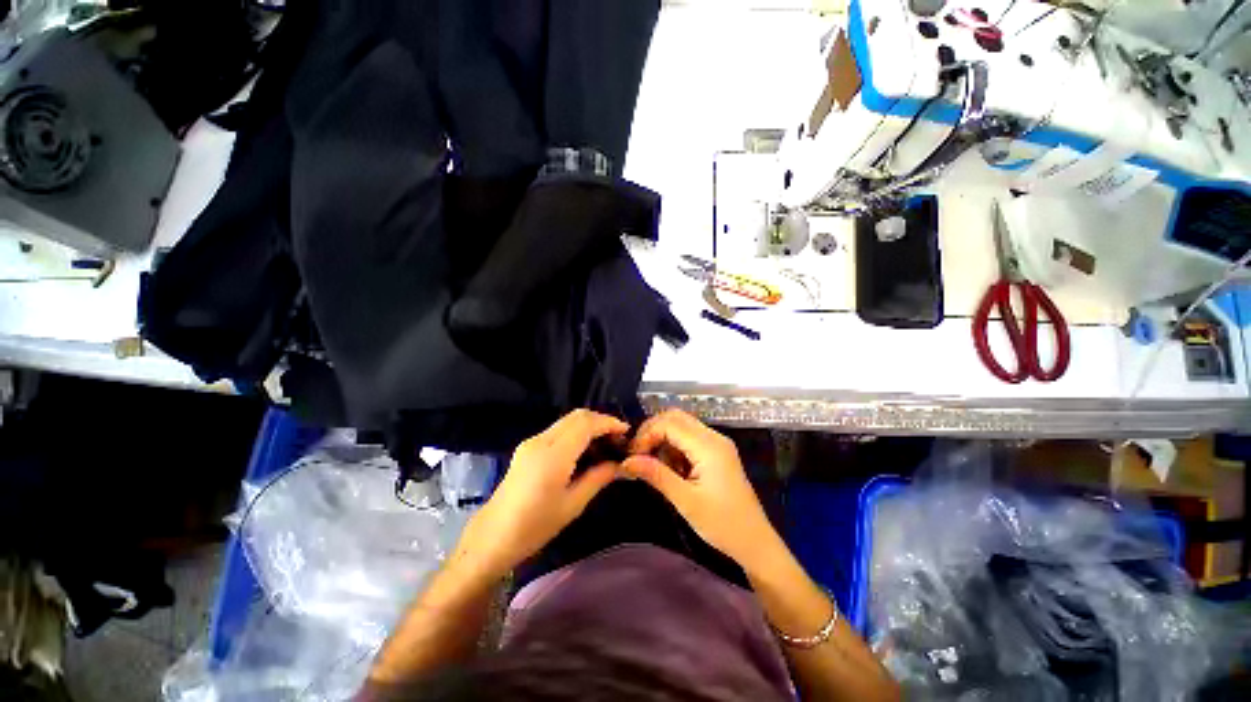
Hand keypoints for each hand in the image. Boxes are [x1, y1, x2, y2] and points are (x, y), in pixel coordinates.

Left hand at [452, 410, 627, 579]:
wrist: (492, 536)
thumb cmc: (535, 526)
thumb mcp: (573, 504)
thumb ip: (599, 477)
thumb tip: (621, 465)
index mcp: (553, 455)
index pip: (586, 423)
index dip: (609, 422)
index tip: (626, 432)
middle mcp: (541, 440)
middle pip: (577, 415)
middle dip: (601, 421)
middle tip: (617, 438)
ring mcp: (532, 441)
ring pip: (567, 420)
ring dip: (588, 425)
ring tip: (605, 444)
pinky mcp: (527, 447)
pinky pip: (558, 430)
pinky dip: (576, 432)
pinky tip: (584, 450)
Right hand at [621, 409, 780, 570]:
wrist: (754, 541)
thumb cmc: (722, 524)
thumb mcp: (685, 500)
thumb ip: (656, 475)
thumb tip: (627, 461)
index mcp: (708, 446)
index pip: (669, 423)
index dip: (647, 434)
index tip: (633, 456)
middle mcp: (713, 437)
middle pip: (675, 417)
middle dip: (652, 431)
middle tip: (638, 455)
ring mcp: (717, 443)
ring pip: (682, 425)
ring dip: (663, 438)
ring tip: (652, 464)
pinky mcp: (717, 452)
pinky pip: (690, 437)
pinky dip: (674, 446)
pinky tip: (670, 467)